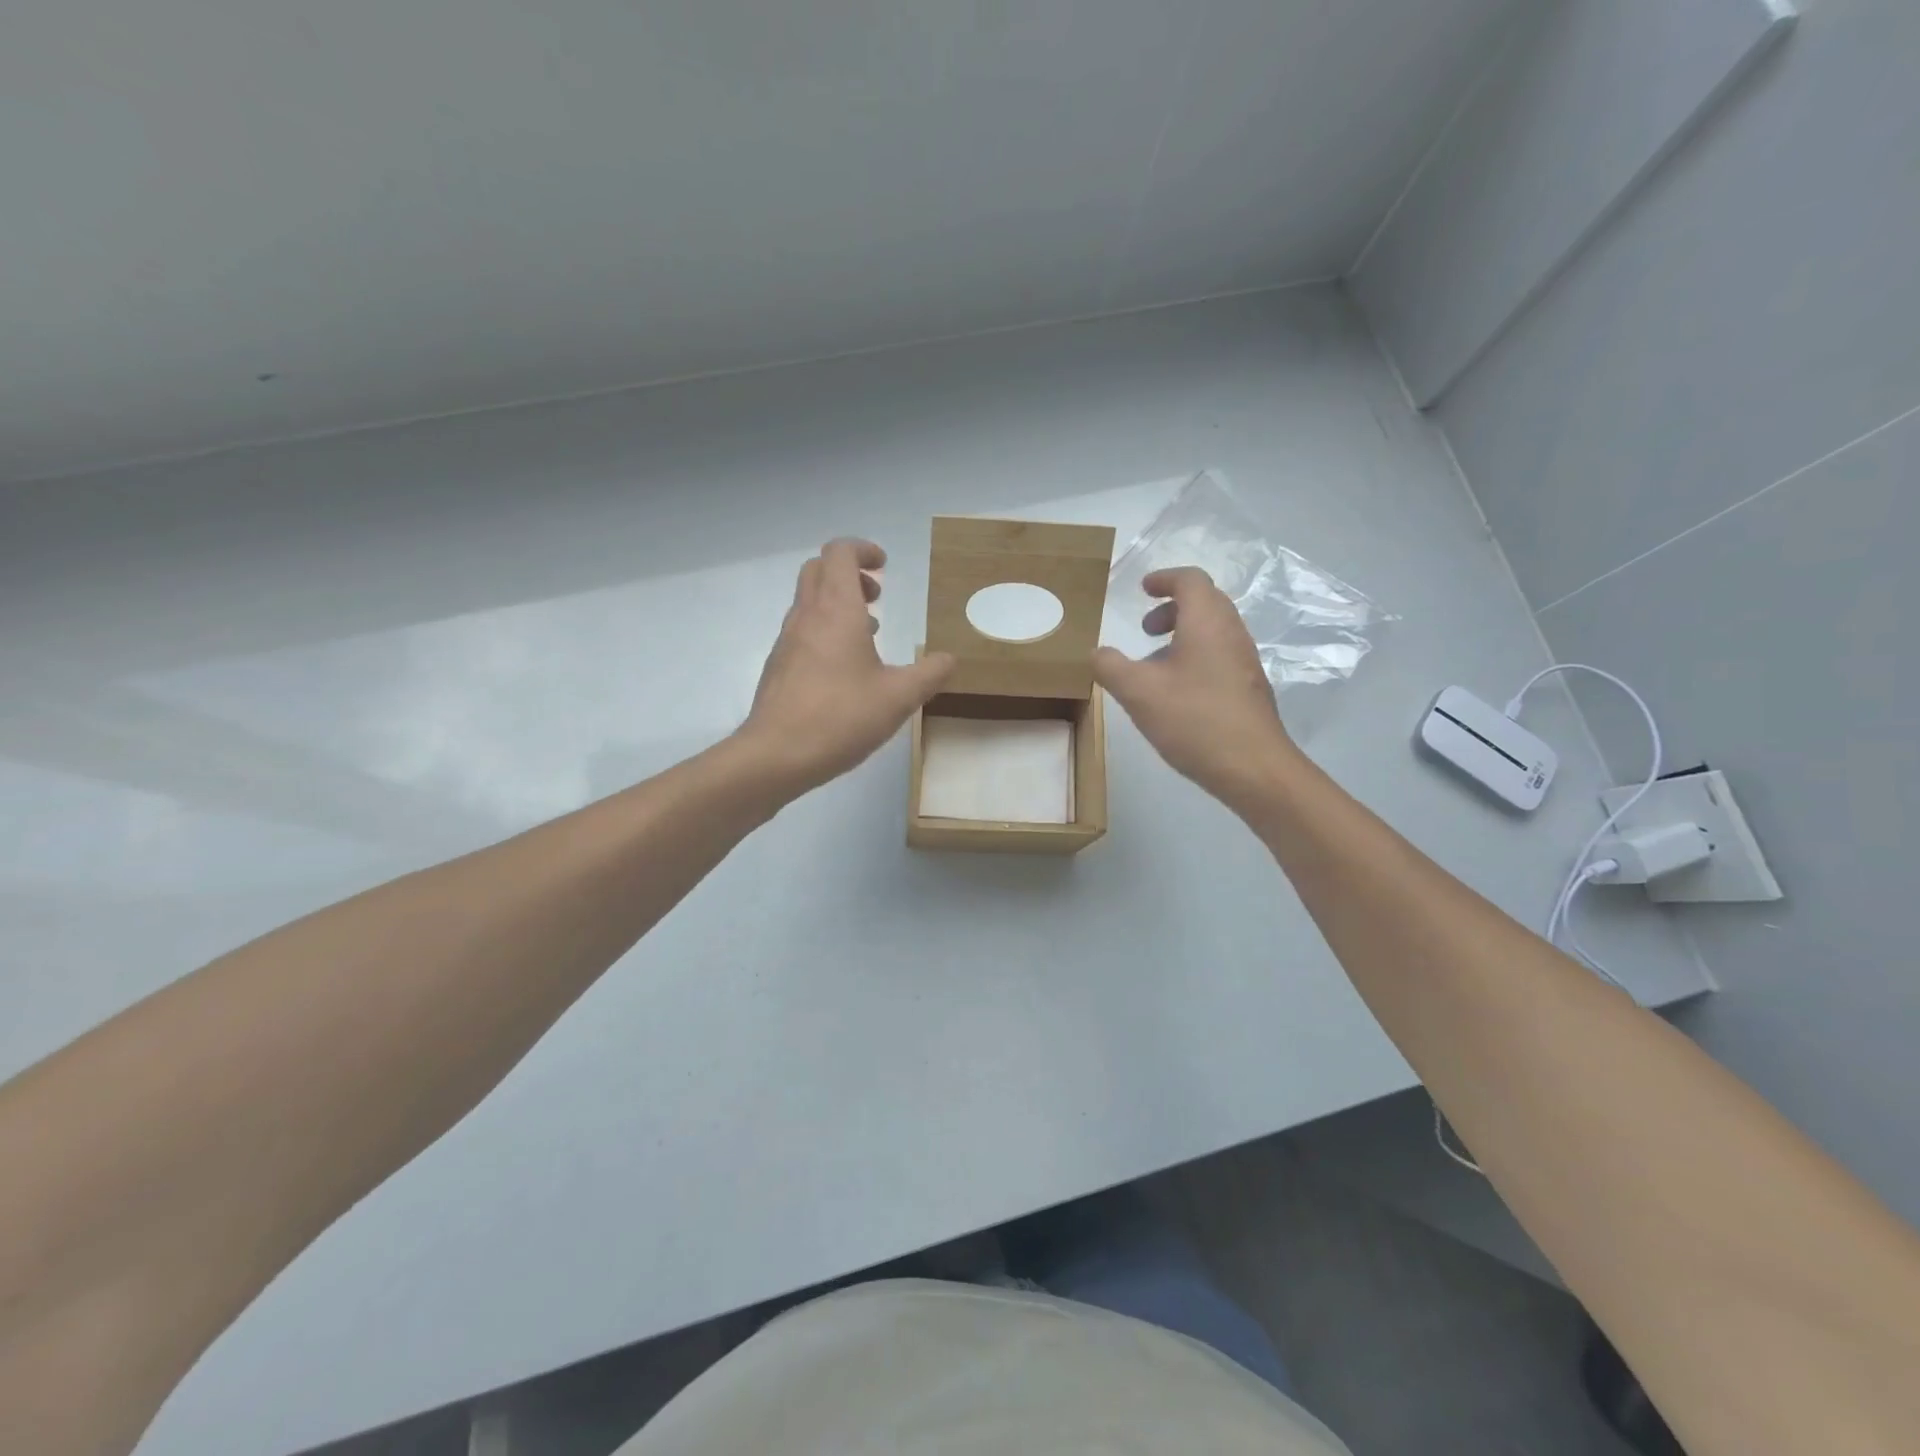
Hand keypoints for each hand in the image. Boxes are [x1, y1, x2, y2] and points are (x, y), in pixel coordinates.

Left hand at [738, 538, 954, 795]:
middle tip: (877, 596)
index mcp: (836, 610)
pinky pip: (803, 631)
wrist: (776, 755)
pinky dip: (825, 630)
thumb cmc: (841, 717)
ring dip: (838, 603)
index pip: (839, 553)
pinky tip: (846, 669)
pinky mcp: (779, 667)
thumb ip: (930, 674)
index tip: (884, 565)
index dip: (862, 550)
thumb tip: (950, 660)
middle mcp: (807, 616)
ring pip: (808, 601)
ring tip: (869, 634)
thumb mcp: (899, 697)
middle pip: (818, 570)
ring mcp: (787, 641)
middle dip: (849, 572)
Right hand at [1093, 567, 1301, 810]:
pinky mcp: (1249, 688)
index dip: (1164, 579)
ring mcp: (1245, 661)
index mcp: (1207, 623)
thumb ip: (1111, 667)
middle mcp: (1232, 633)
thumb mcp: (1138, 692)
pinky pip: (1220, 655)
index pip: (1190, 580)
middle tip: (1145, 628)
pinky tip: (1176, 692)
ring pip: (1213, 631)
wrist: (1253, 768)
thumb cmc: (1194, 720)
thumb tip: (1096, 652)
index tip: (1142, 589)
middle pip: (1206, 602)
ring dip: (1183, 634)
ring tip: (1154, 664)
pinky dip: (1195, 656)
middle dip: (1172, 608)